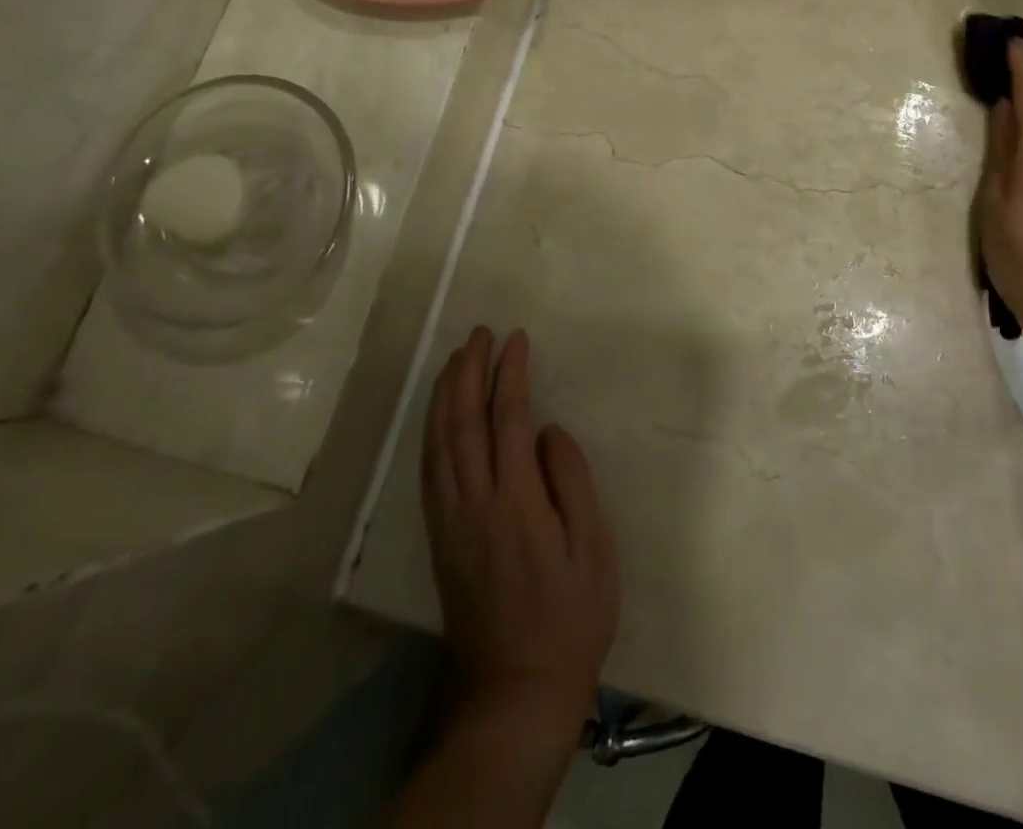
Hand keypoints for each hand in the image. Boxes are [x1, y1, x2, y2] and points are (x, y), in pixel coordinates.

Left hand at [422, 326, 619, 722]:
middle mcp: (474, 502)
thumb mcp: (594, 548)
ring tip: (455, 358)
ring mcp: (450, 520)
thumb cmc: (570, 615)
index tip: (516, 339)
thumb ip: (572, 480)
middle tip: (478, 333)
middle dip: (468, 370)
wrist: (516, 688)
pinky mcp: (439, 537)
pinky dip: (432, 431)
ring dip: (444, 394)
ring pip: (438, 442)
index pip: (508, 418)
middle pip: (462, 421)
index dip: (510, 373)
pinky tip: (438, 415)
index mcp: (516, 500)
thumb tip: (549, 431)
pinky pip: (429, 470)